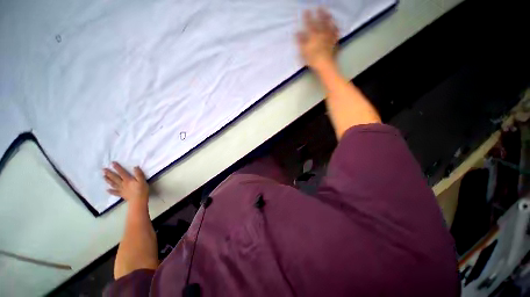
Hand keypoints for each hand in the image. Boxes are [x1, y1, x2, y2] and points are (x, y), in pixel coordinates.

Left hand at [103, 162, 148, 205]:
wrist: (138, 200)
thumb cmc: (142, 190)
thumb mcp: (142, 181)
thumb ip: (139, 174)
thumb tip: (135, 167)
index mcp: (128, 180)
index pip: (122, 172)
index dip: (117, 167)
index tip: (112, 163)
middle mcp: (123, 184)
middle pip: (115, 178)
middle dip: (109, 173)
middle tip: (103, 170)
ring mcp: (121, 190)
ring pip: (113, 184)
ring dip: (108, 180)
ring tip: (104, 177)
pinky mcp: (122, 194)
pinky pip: (115, 192)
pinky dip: (111, 191)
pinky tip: (107, 190)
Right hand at [296, 8, 338, 70]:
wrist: (325, 65)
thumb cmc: (313, 59)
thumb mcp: (304, 51)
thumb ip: (300, 41)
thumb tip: (296, 33)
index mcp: (314, 35)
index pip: (310, 24)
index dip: (307, 17)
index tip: (306, 10)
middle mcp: (322, 33)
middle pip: (321, 21)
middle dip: (320, 14)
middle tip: (320, 6)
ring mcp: (329, 37)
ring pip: (329, 25)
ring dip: (329, 18)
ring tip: (329, 13)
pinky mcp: (334, 42)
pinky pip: (336, 33)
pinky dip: (336, 28)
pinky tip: (336, 26)